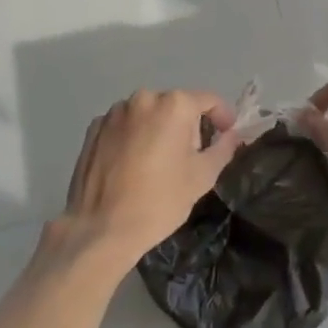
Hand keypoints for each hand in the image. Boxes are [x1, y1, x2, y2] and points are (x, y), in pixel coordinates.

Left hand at [60, 89, 240, 270]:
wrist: (101, 229)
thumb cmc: (159, 201)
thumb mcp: (202, 177)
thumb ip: (223, 148)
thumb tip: (232, 134)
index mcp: (174, 104)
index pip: (208, 100)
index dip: (222, 117)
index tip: (226, 135)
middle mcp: (144, 98)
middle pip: (176, 106)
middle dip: (187, 126)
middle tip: (190, 158)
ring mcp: (115, 111)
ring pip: (148, 114)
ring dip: (158, 130)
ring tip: (157, 163)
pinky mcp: (94, 128)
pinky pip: (124, 125)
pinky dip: (133, 137)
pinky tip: (131, 165)